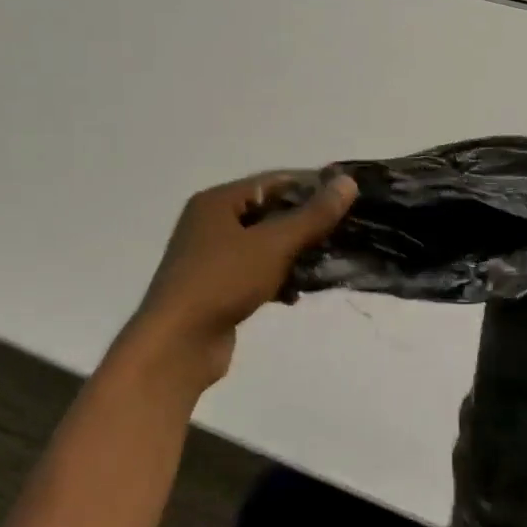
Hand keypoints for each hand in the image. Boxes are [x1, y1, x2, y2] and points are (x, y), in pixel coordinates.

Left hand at [114, 171, 357, 392]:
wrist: (178, 344)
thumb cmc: (222, 282)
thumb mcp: (273, 244)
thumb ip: (313, 215)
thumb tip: (348, 182)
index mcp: (218, 202)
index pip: (274, 182)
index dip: (312, 187)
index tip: (348, 198)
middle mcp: (211, 223)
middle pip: (270, 213)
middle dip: (306, 224)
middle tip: (344, 232)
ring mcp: (213, 258)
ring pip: (265, 246)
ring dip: (295, 254)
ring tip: (327, 264)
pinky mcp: (218, 288)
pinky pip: (256, 273)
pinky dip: (277, 279)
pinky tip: (296, 294)